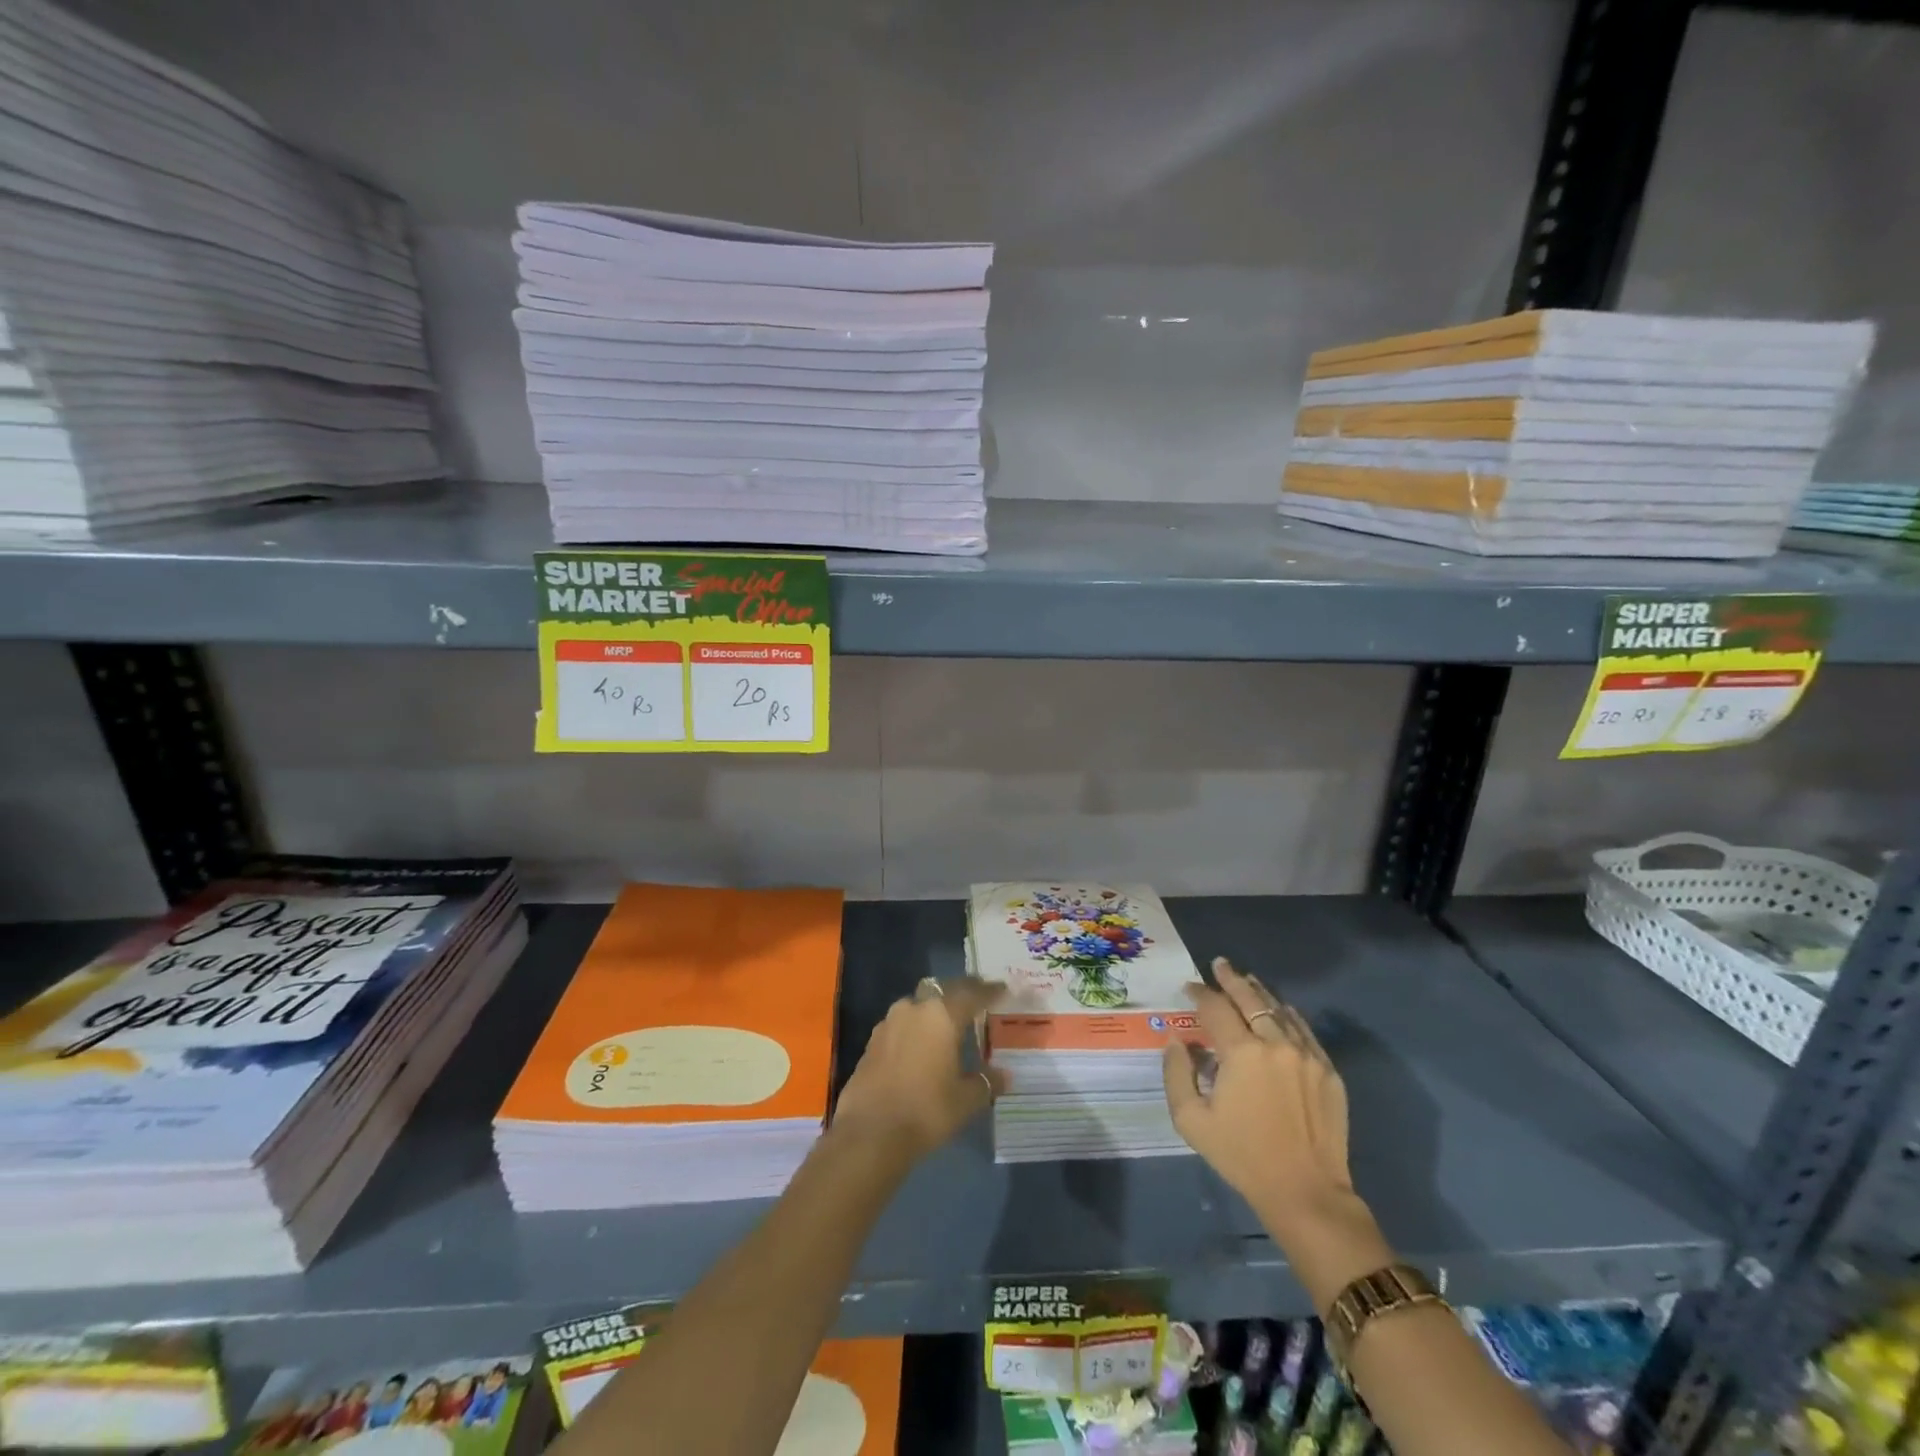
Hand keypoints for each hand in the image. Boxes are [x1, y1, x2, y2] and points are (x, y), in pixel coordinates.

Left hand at [832, 976, 1007, 1162]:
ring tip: (947, 1024)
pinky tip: (920, 1046)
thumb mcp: (965, 1100)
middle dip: (960, 993)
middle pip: (942, 991)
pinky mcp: (872, 1041)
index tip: (1002, 988)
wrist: (870, 1133)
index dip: (989, 990)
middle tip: (976, 1000)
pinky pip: (900, 1025)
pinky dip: (914, 1029)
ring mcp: (888, 1023)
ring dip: (933, 1010)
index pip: (971, 993)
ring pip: (917, 1006)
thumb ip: (986, 1082)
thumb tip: (1005, 1076)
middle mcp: (914, 1009)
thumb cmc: (926, 1110)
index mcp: (942, 1015)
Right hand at [1163, 957, 1353, 1238]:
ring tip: (1247, 981)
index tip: (1189, 987)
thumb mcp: (1191, 1120)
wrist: (1306, 1192)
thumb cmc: (1242, 1156)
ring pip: (1280, 1010)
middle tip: (1220, 964)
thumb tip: (1178, 1041)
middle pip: (1250, 999)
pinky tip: (1281, 1011)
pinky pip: (1305, 1031)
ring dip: (1260, 994)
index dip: (1200, 993)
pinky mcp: (1328, 1071)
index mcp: (1241, 1053)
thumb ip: (1177, 1073)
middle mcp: (1276, 1043)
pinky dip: (1288, 1016)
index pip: (1215, 1008)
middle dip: (1231, 979)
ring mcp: (1307, 1056)